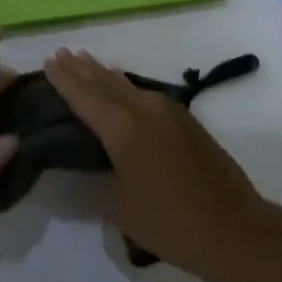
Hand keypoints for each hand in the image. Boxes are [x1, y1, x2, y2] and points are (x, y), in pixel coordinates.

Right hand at [44, 49, 274, 280]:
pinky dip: (126, 86)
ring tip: (85, 60)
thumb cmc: (170, 223)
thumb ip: (99, 181)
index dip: (65, 79)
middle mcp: (143, 109)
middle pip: (105, 83)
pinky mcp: (185, 120)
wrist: (232, 227)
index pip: (85, 97)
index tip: (49, 61)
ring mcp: (168, 111)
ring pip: (127, 85)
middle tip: (61, 53)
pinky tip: (122, 86)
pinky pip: (145, 93)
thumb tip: (86, 167)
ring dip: (104, 73)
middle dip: (81, 69)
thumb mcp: (121, 208)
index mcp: (122, 128)